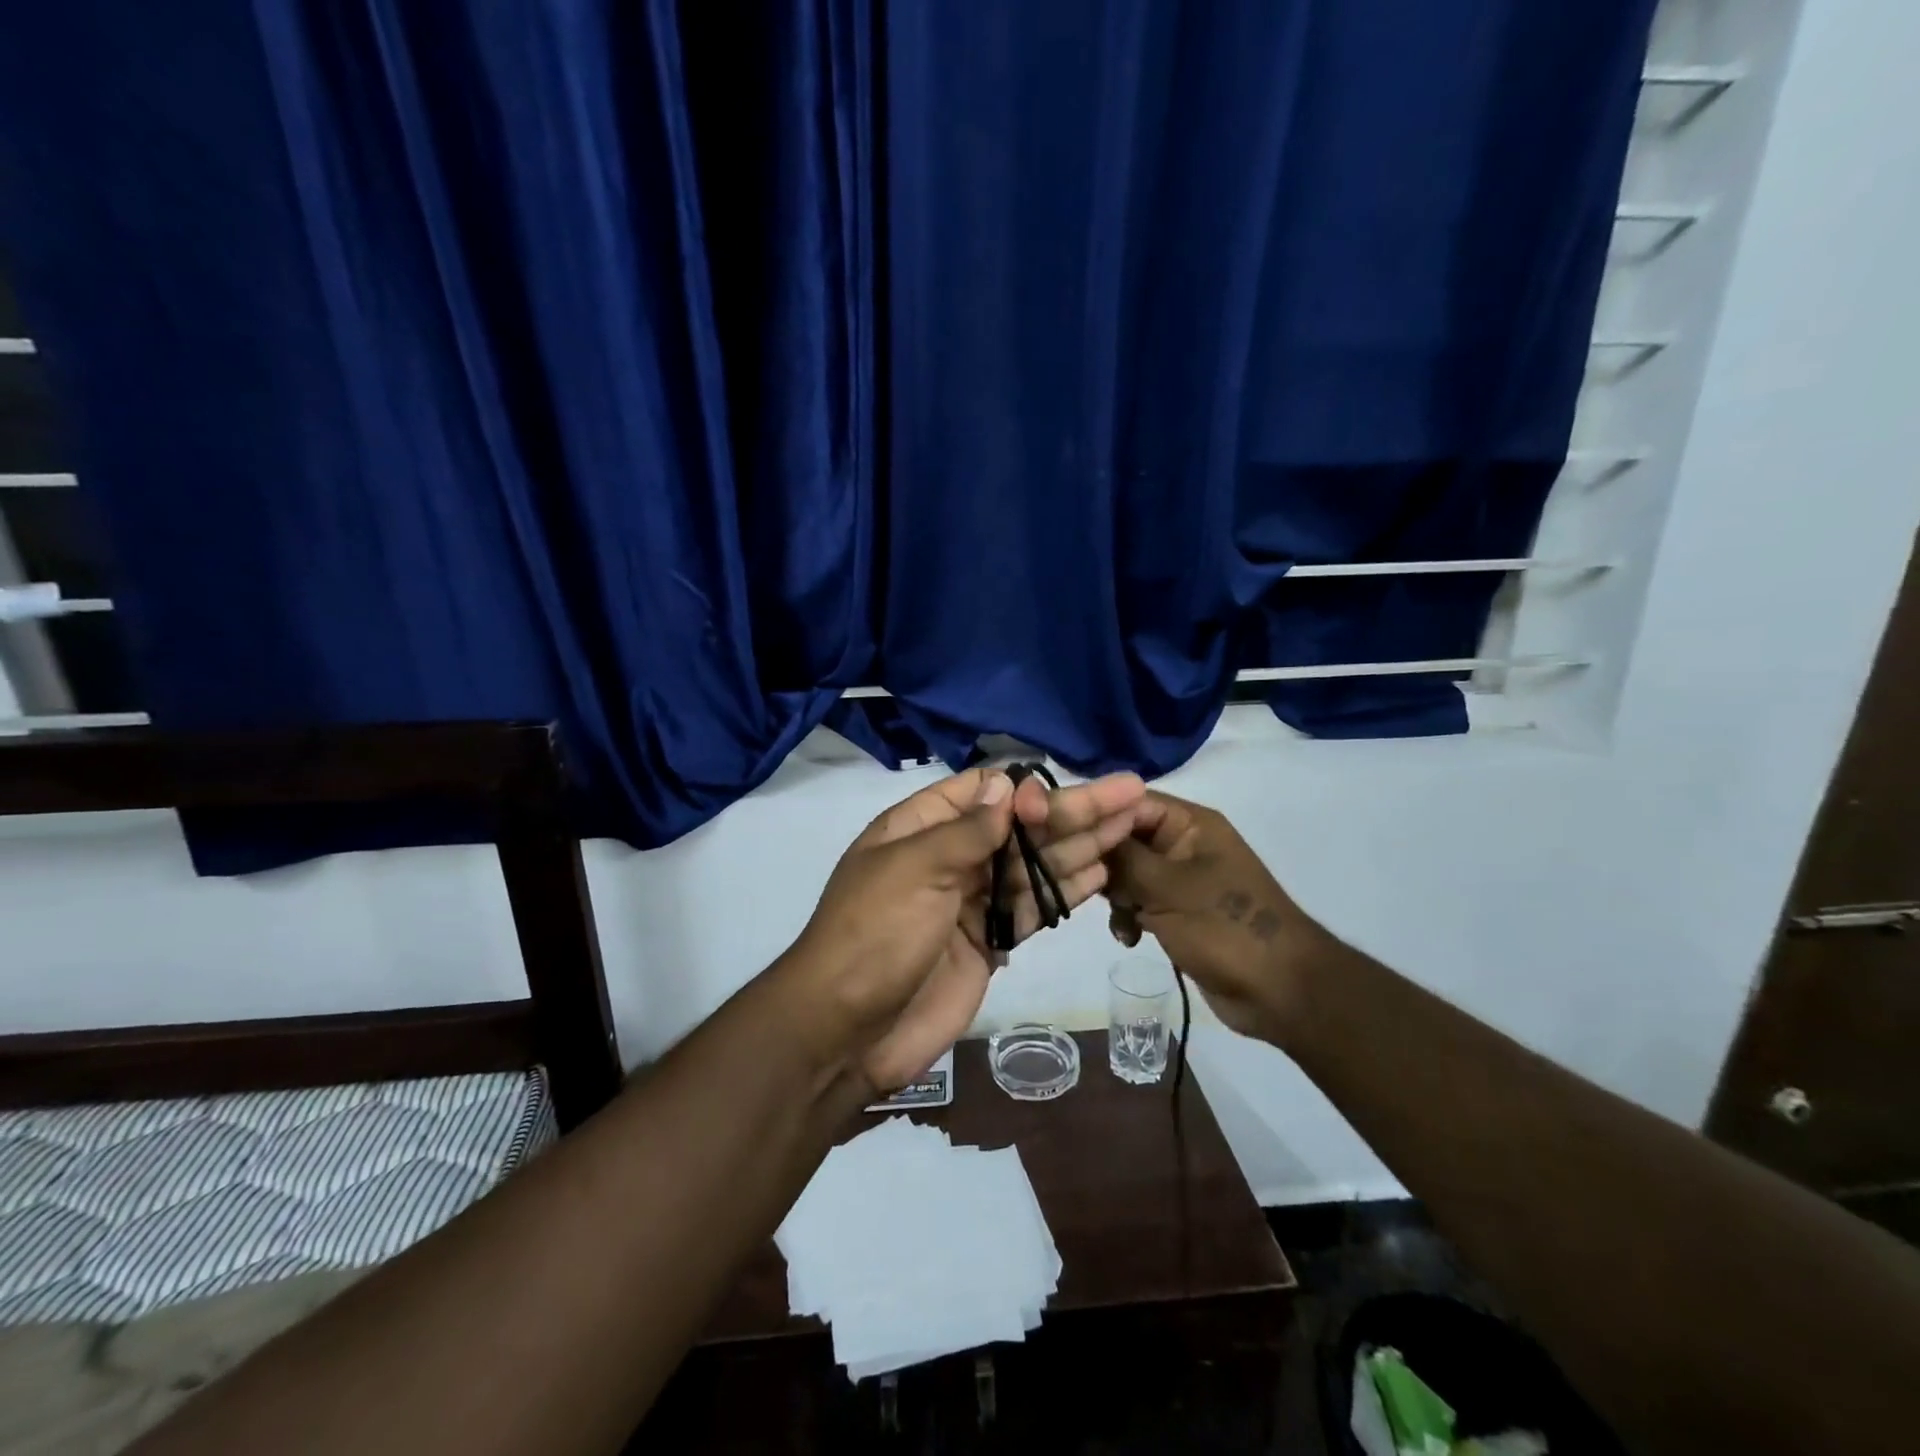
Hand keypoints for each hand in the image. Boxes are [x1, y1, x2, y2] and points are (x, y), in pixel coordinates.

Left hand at [790, 765, 1145, 1089]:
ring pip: (1034, 865)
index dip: (1025, 790)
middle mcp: (949, 857)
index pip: (982, 792)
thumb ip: (966, 830)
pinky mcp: (988, 941)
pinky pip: (1032, 907)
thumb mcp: (914, 869)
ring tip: (1133, 824)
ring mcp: (970, 900)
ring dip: (1081, 845)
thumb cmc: (874, 935)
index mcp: (920, 828)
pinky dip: (1066, 890)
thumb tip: (1006, 784)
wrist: (847, 1031)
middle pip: (1020, 827)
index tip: (1059, 798)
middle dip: (1073, 811)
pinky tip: (1103, 871)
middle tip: (1132, 793)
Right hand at [1104, 791, 1338, 1045]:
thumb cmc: (1225, 928)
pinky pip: (1139, 901)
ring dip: (1115, 895)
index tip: (1063, 839)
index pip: (1131, 802)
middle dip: (1104, 863)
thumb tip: (1085, 831)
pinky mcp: (1177, 911)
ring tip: (1119, 919)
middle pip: (1125, 838)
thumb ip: (1122, 857)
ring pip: (1127, 873)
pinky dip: (1129, 916)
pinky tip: (1129, 938)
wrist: (1279, 992)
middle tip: (1087, 886)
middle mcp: (1184, 844)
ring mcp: (1180, 879)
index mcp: (1191, 824)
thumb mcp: (1167, 888)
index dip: (1098, 817)